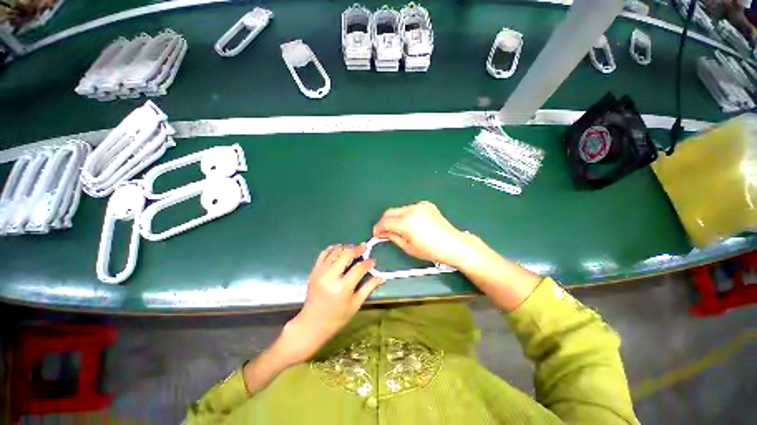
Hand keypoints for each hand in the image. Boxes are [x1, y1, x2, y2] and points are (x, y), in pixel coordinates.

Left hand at [281, 244, 383, 363]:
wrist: (312, 323)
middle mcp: (330, 277)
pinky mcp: (314, 271)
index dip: (368, 263)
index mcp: (342, 288)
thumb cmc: (337, 317)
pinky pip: (323, 254)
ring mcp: (320, 272)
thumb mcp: (356, 304)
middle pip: (346, 254)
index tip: (373, 260)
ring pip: (335, 251)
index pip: (359, 268)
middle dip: (357, 249)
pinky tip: (339, 249)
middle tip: (364, 247)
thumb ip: (369, 287)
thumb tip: (382, 277)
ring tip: (353, 249)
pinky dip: (332, 249)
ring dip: (345, 247)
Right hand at [373, 201, 472, 267]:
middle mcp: (412, 209)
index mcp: (406, 222)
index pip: (385, 221)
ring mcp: (420, 205)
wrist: (453, 244)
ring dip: (396, 218)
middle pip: (390, 212)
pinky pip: (410, 208)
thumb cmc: (430, 250)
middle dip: (385, 221)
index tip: (376, 234)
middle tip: (384, 232)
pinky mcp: (426, 205)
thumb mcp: (408, 247)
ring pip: (400, 210)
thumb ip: (392, 237)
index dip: (378, 228)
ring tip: (399, 229)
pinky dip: (406, 215)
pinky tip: (411, 224)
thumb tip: (383, 232)